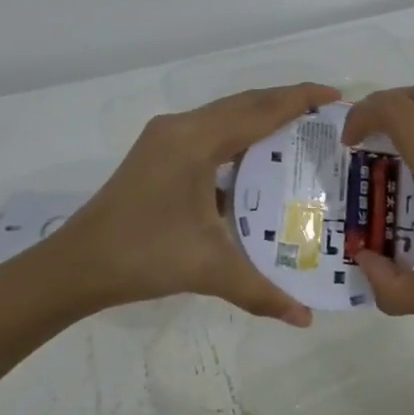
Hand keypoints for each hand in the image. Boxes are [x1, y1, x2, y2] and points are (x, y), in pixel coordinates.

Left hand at [46, 83, 340, 326]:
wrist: (77, 264)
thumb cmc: (143, 255)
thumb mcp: (208, 269)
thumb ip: (261, 291)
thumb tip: (304, 318)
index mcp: (196, 141)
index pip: (259, 110)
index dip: (300, 99)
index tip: (336, 96)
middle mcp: (181, 128)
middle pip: (243, 103)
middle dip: (285, 102)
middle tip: (326, 114)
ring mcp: (164, 137)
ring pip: (224, 114)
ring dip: (260, 116)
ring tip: (299, 129)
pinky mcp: (156, 152)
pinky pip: (209, 130)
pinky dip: (238, 134)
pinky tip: (254, 159)